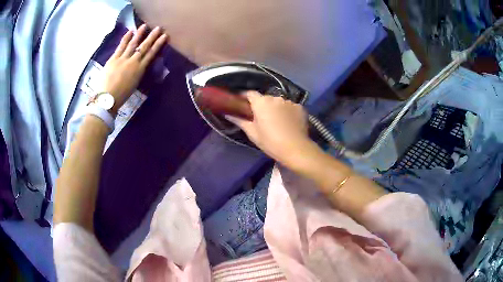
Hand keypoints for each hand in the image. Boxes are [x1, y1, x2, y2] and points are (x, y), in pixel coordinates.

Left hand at [102, 24, 167, 114]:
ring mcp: (122, 59)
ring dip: (139, 34)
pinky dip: (125, 38)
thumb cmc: (121, 96)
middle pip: (144, 47)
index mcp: (139, 70)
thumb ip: (138, 73)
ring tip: (144, 26)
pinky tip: (130, 32)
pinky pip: (121, 46)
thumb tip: (141, 65)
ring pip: (133, 44)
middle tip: (158, 27)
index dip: (158, 44)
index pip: (151, 54)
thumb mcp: (134, 85)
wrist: (107, 99)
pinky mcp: (113, 59)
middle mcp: (133, 62)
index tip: (164, 36)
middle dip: (151, 36)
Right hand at [226, 91, 311, 163]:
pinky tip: (288, 123)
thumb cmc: (270, 141)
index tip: (241, 102)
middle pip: (265, 98)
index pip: (249, 93)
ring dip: (275, 108)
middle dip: (261, 105)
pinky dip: (287, 112)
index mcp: (261, 102)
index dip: (244, 96)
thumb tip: (228, 114)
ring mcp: (289, 102)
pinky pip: (290, 107)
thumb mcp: (252, 133)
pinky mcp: (300, 107)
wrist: (295, 148)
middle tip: (259, 117)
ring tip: (276, 121)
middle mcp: (275, 98)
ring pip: (278, 102)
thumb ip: (240, 121)